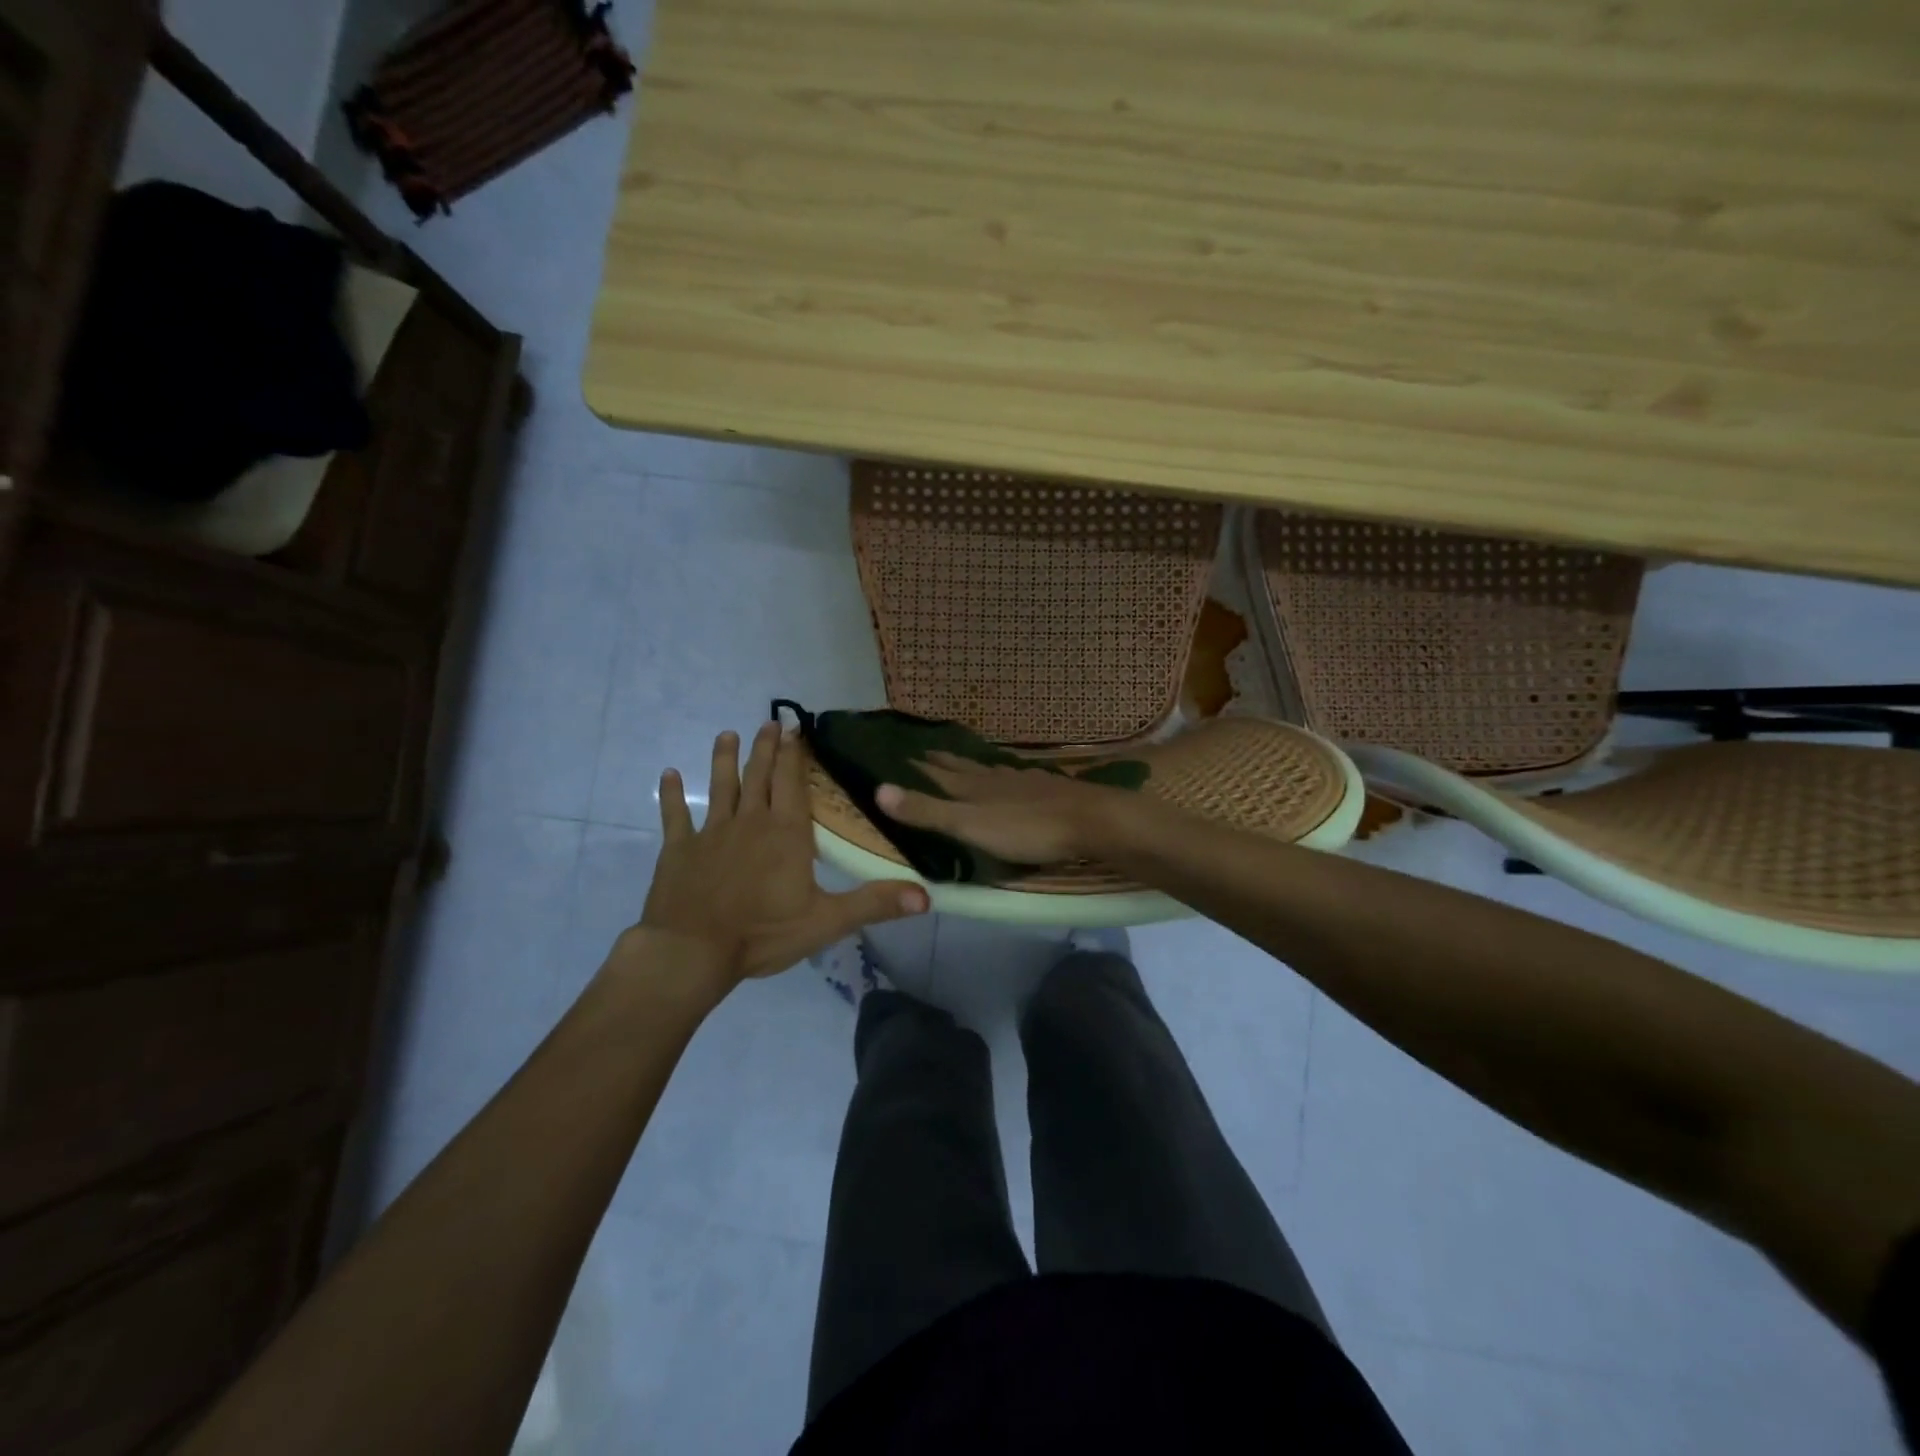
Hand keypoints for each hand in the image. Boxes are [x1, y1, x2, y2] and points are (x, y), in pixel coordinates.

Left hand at [636, 723, 928, 983]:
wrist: (692, 952)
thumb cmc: (763, 934)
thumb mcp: (827, 921)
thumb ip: (875, 903)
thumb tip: (927, 896)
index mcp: (785, 833)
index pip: (791, 782)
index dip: (794, 754)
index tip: (795, 729)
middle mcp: (749, 822)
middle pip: (758, 776)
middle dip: (764, 748)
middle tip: (768, 723)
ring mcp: (711, 832)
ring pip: (720, 787)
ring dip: (724, 760)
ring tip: (727, 735)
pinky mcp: (680, 849)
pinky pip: (674, 816)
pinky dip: (671, 795)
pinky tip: (668, 775)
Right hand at [874, 752, 1140, 864]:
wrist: (1089, 821)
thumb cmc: (1026, 829)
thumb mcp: (969, 825)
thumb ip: (927, 811)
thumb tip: (878, 790)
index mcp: (974, 789)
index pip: (939, 775)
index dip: (921, 767)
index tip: (904, 753)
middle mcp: (995, 779)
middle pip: (964, 768)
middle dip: (943, 761)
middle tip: (926, 751)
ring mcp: (1024, 782)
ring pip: (991, 771)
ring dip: (973, 766)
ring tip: (963, 760)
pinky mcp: (1048, 791)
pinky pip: (1017, 778)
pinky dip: (1005, 776)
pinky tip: (1013, 777)